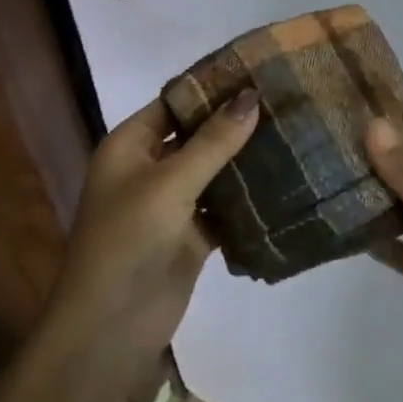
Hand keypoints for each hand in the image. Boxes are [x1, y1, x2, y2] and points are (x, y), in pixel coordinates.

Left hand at [46, 88, 261, 361]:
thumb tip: (252, 96)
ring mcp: (170, 205)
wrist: (110, 329)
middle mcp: (149, 169)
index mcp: (131, 145)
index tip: (257, 72)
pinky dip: (246, 199)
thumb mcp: (170, 183)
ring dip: (244, 160)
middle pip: (196, 136)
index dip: (211, 88)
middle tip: (284, 101)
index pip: (175, 103)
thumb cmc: (129, 240)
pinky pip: (222, 208)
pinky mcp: (190, 237)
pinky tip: (284, 182)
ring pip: (212, 172)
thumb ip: (214, 141)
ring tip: (292, 133)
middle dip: (234, 123)